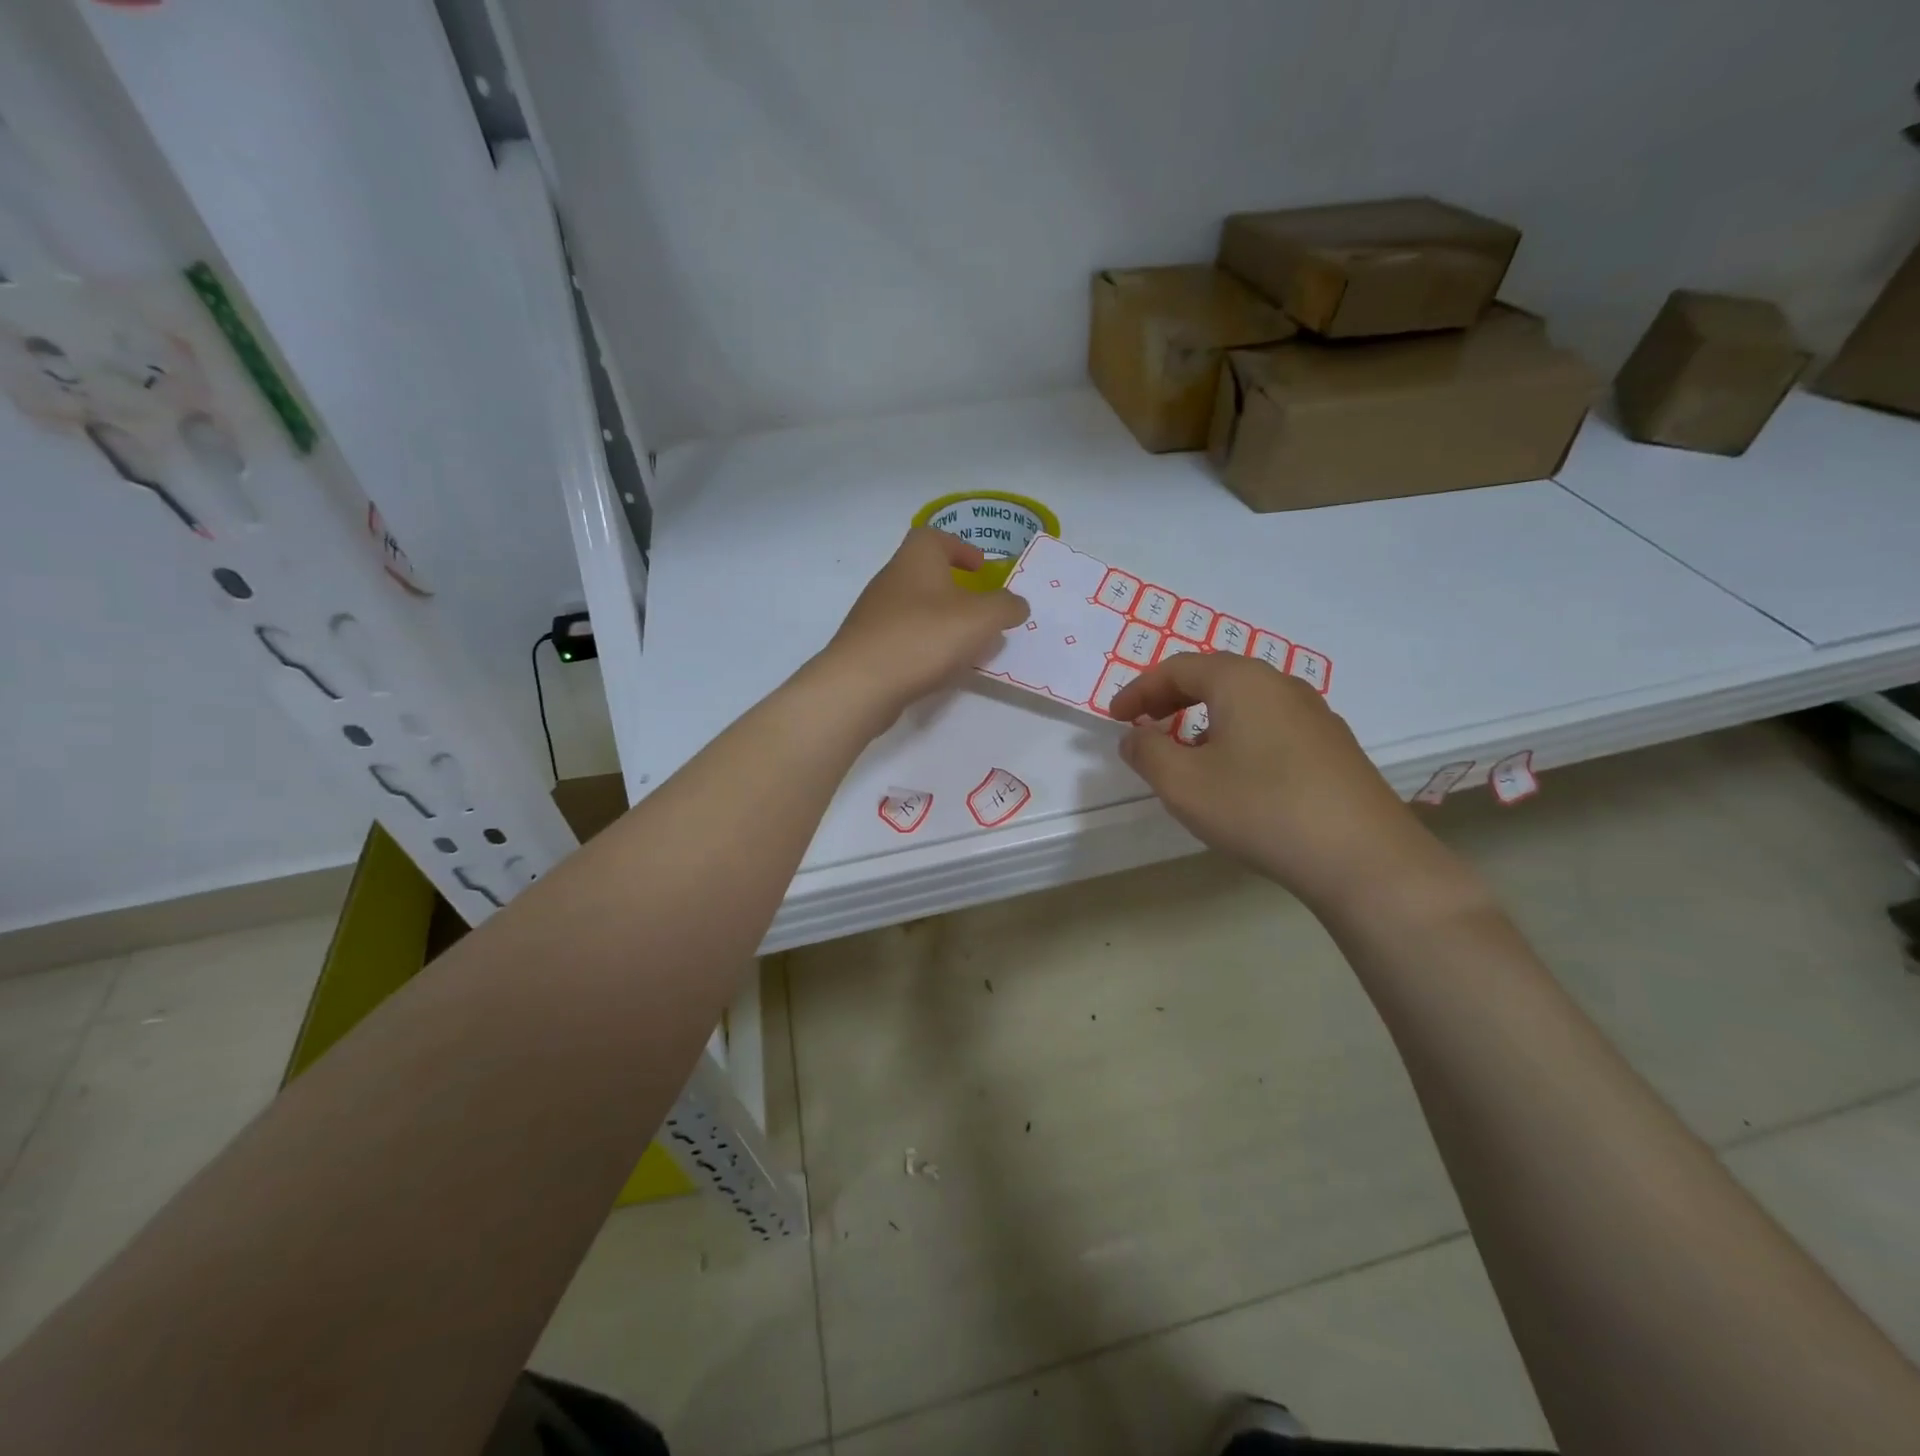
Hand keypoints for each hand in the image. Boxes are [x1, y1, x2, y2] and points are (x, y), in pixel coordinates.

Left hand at [817, 528, 1029, 730]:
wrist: (861, 684)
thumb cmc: (924, 637)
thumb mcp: (981, 618)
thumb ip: (1005, 607)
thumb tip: (1016, 604)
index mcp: (916, 559)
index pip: (935, 537)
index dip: (960, 547)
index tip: (980, 568)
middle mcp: (891, 579)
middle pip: (924, 573)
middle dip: (955, 589)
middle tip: (980, 611)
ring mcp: (874, 614)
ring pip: (915, 608)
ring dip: (941, 621)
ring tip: (966, 645)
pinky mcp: (867, 646)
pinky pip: (903, 637)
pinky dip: (924, 645)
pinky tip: (939, 667)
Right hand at [1109, 652, 1452, 914]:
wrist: (1361, 856)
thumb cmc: (1259, 808)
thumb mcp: (1183, 783)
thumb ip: (1147, 752)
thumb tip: (1136, 736)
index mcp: (1241, 681)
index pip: (1178, 668)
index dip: (1139, 690)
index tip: (1115, 718)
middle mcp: (1281, 685)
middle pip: (1214, 677)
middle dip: (1171, 698)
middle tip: (1144, 725)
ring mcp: (1314, 715)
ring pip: (1245, 702)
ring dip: (1204, 717)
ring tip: (1185, 751)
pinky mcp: (1333, 747)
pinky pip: (1270, 725)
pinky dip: (1237, 735)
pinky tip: (1234, 773)